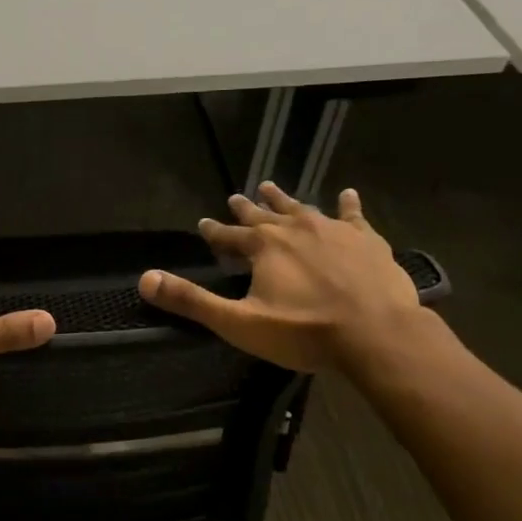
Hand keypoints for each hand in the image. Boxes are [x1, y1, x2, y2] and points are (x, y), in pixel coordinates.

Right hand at [138, 182, 422, 375]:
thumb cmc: (304, 331)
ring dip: (284, 199)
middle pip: (264, 215)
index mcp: (263, 247)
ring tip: (271, 187)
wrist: (376, 334)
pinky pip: (353, 215)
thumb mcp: (238, 323)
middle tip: (234, 197)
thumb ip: (192, 301)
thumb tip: (145, 279)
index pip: (229, 235)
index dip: (214, 231)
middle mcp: (295, 228)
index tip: (203, 224)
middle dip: (246, 209)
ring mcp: (333, 230)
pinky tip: (347, 194)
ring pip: (301, 208)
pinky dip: (347, 205)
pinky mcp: (366, 240)